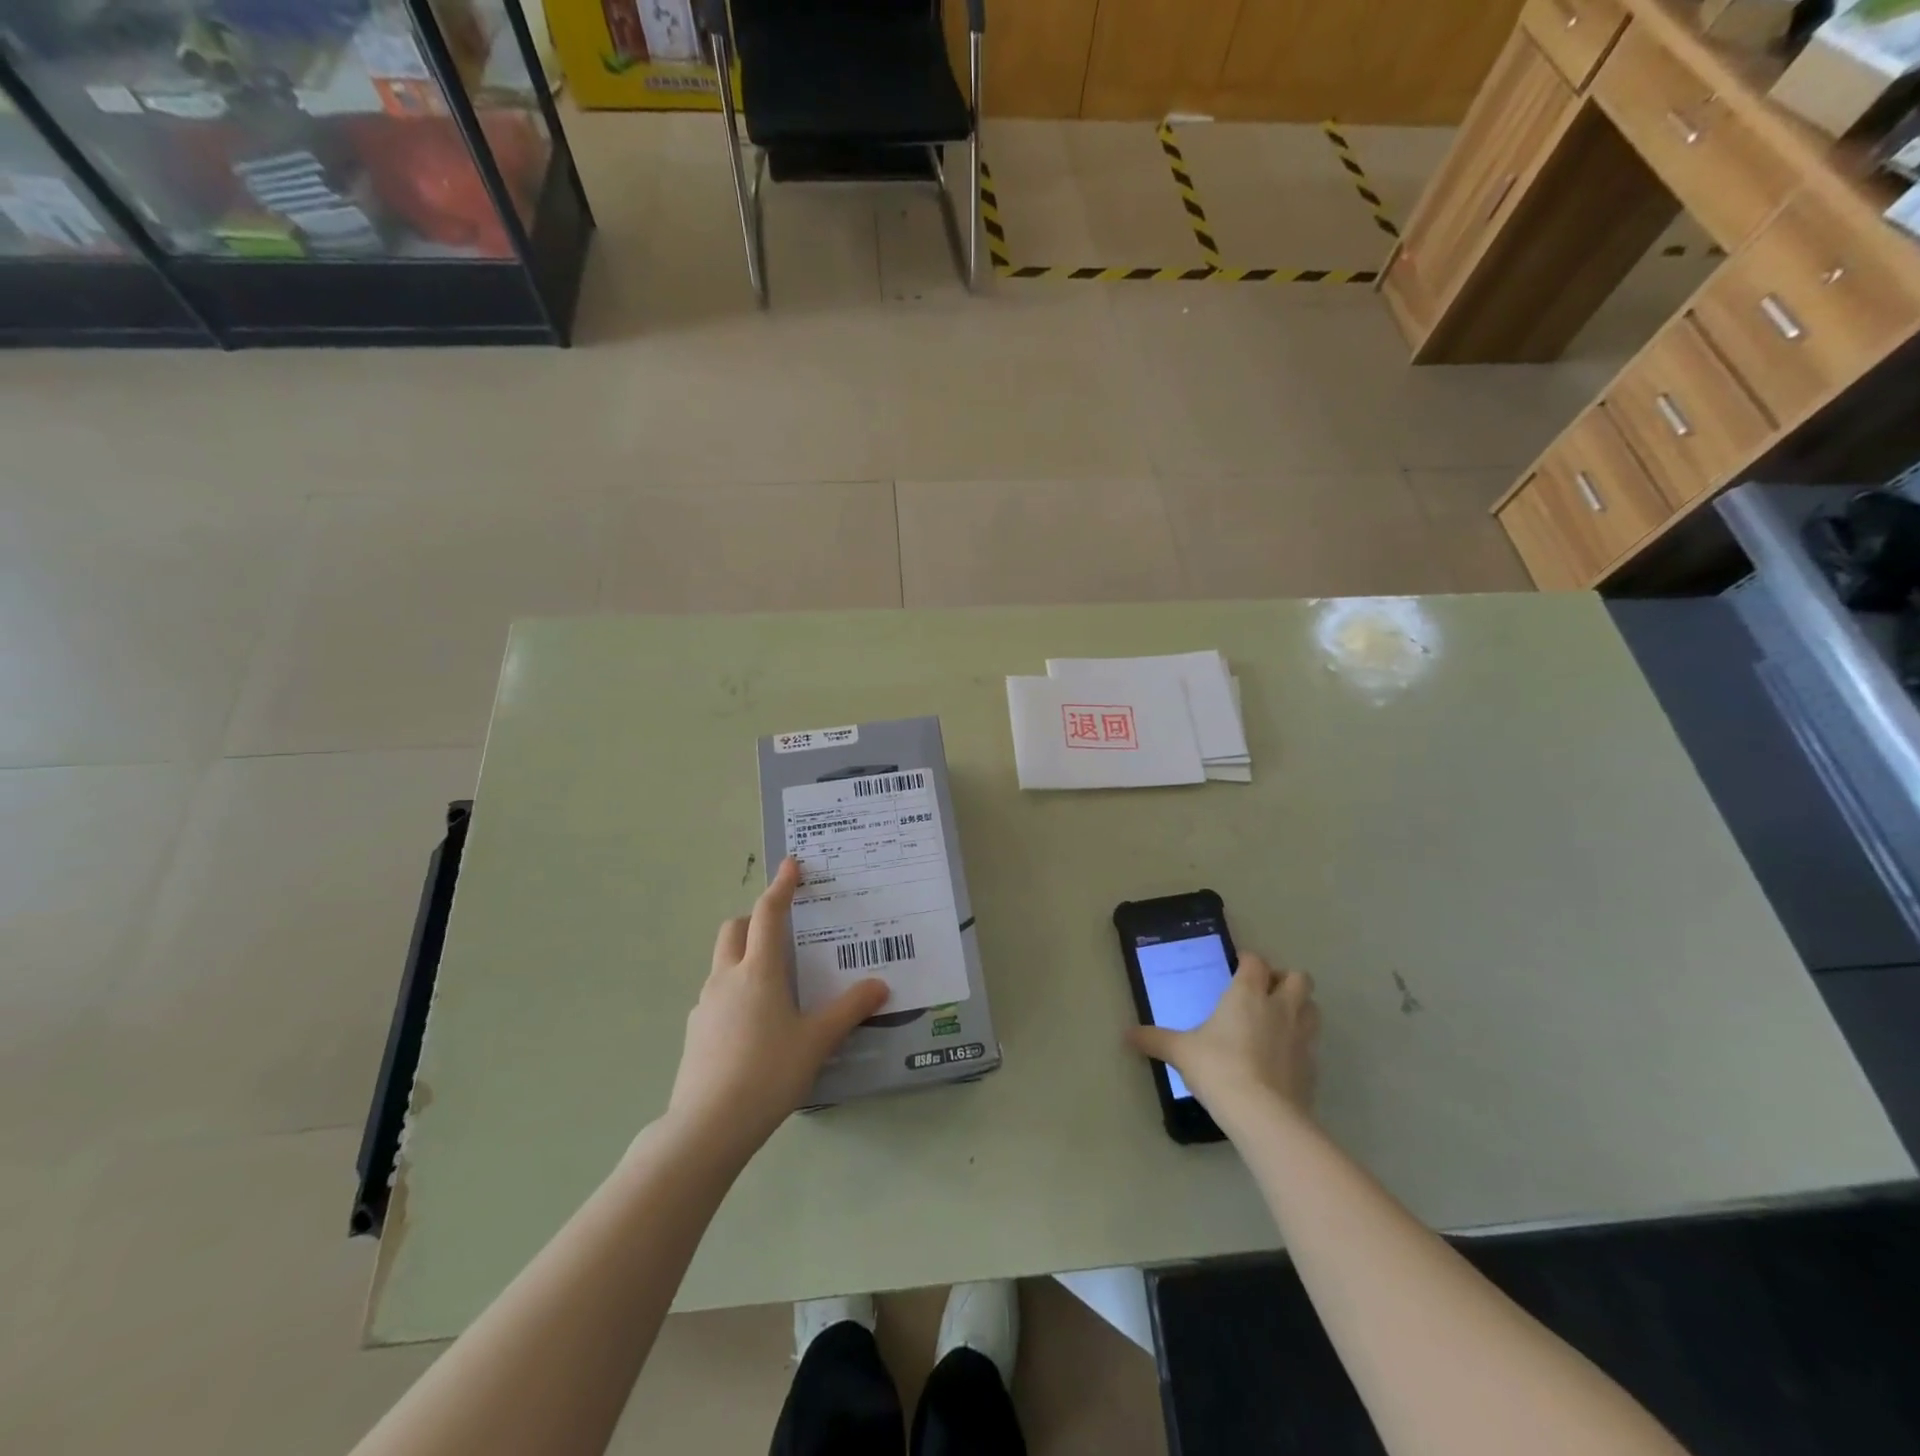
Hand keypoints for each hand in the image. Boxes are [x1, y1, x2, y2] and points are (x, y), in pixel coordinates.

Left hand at [667, 857, 889, 1159]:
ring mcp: (705, 1005)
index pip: (768, 914)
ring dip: (743, 956)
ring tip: (774, 984)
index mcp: (759, 970)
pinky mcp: (695, 1031)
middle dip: (754, 919)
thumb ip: (850, 1010)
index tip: (791, 864)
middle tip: (782, 932)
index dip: (781, 886)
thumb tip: (880, 985)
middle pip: (733, 929)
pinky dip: (734, 992)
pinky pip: (716, 996)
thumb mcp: (817, 1041)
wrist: (707, 1126)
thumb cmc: (769, 1072)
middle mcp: (727, 977)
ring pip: (722, 962)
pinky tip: (754, 1026)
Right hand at [1128, 954, 1318, 1128]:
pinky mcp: (1313, 1067)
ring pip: (1312, 1007)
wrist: (1262, 1115)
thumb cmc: (1219, 1068)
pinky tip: (1282, 1058)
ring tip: (1278, 1020)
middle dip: (1284, 980)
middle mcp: (1280, 1007)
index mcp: (1247, 993)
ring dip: (1299, 1007)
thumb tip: (1127, 1035)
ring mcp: (1302, 1037)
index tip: (1237, 967)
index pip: (1256, 961)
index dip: (1248, 961)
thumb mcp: (1181, 1052)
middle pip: (1298, 977)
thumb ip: (1156, 1040)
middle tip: (1264, 992)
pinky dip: (1300, 1044)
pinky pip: (1312, 1045)